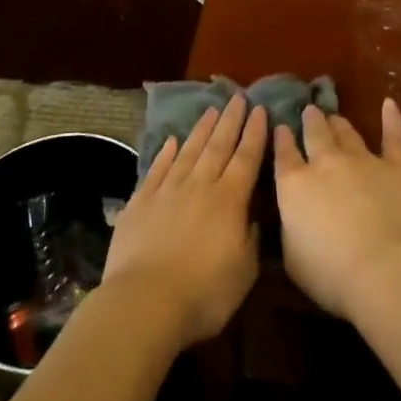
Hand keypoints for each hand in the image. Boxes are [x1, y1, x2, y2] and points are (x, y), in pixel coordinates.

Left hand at [103, 95, 266, 348]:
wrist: (145, 302)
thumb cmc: (204, 293)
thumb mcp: (244, 272)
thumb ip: (251, 238)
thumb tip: (253, 216)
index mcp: (229, 200)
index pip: (247, 158)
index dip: (255, 133)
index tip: (260, 109)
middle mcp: (199, 186)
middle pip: (218, 146)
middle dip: (230, 121)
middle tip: (238, 97)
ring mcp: (167, 191)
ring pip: (188, 151)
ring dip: (201, 129)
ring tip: (211, 109)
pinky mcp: (140, 202)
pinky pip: (157, 169)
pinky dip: (166, 153)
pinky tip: (172, 141)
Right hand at [273, 99, 400, 320]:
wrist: (387, 269)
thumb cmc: (331, 274)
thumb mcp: (291, 258)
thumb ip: (288, 228)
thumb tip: (290, 215)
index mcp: (294, 185)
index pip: (284, 154)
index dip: (281, 138)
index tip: (281, 127)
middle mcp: (325, 163)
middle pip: (315, 134)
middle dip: (310, 121)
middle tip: (309, 111)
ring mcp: (363, 160)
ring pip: (347, 132)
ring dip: (338, 123)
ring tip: (334, 116)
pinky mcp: (397, 165)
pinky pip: (393, 136)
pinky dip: (391, 118)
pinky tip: (389, 104)